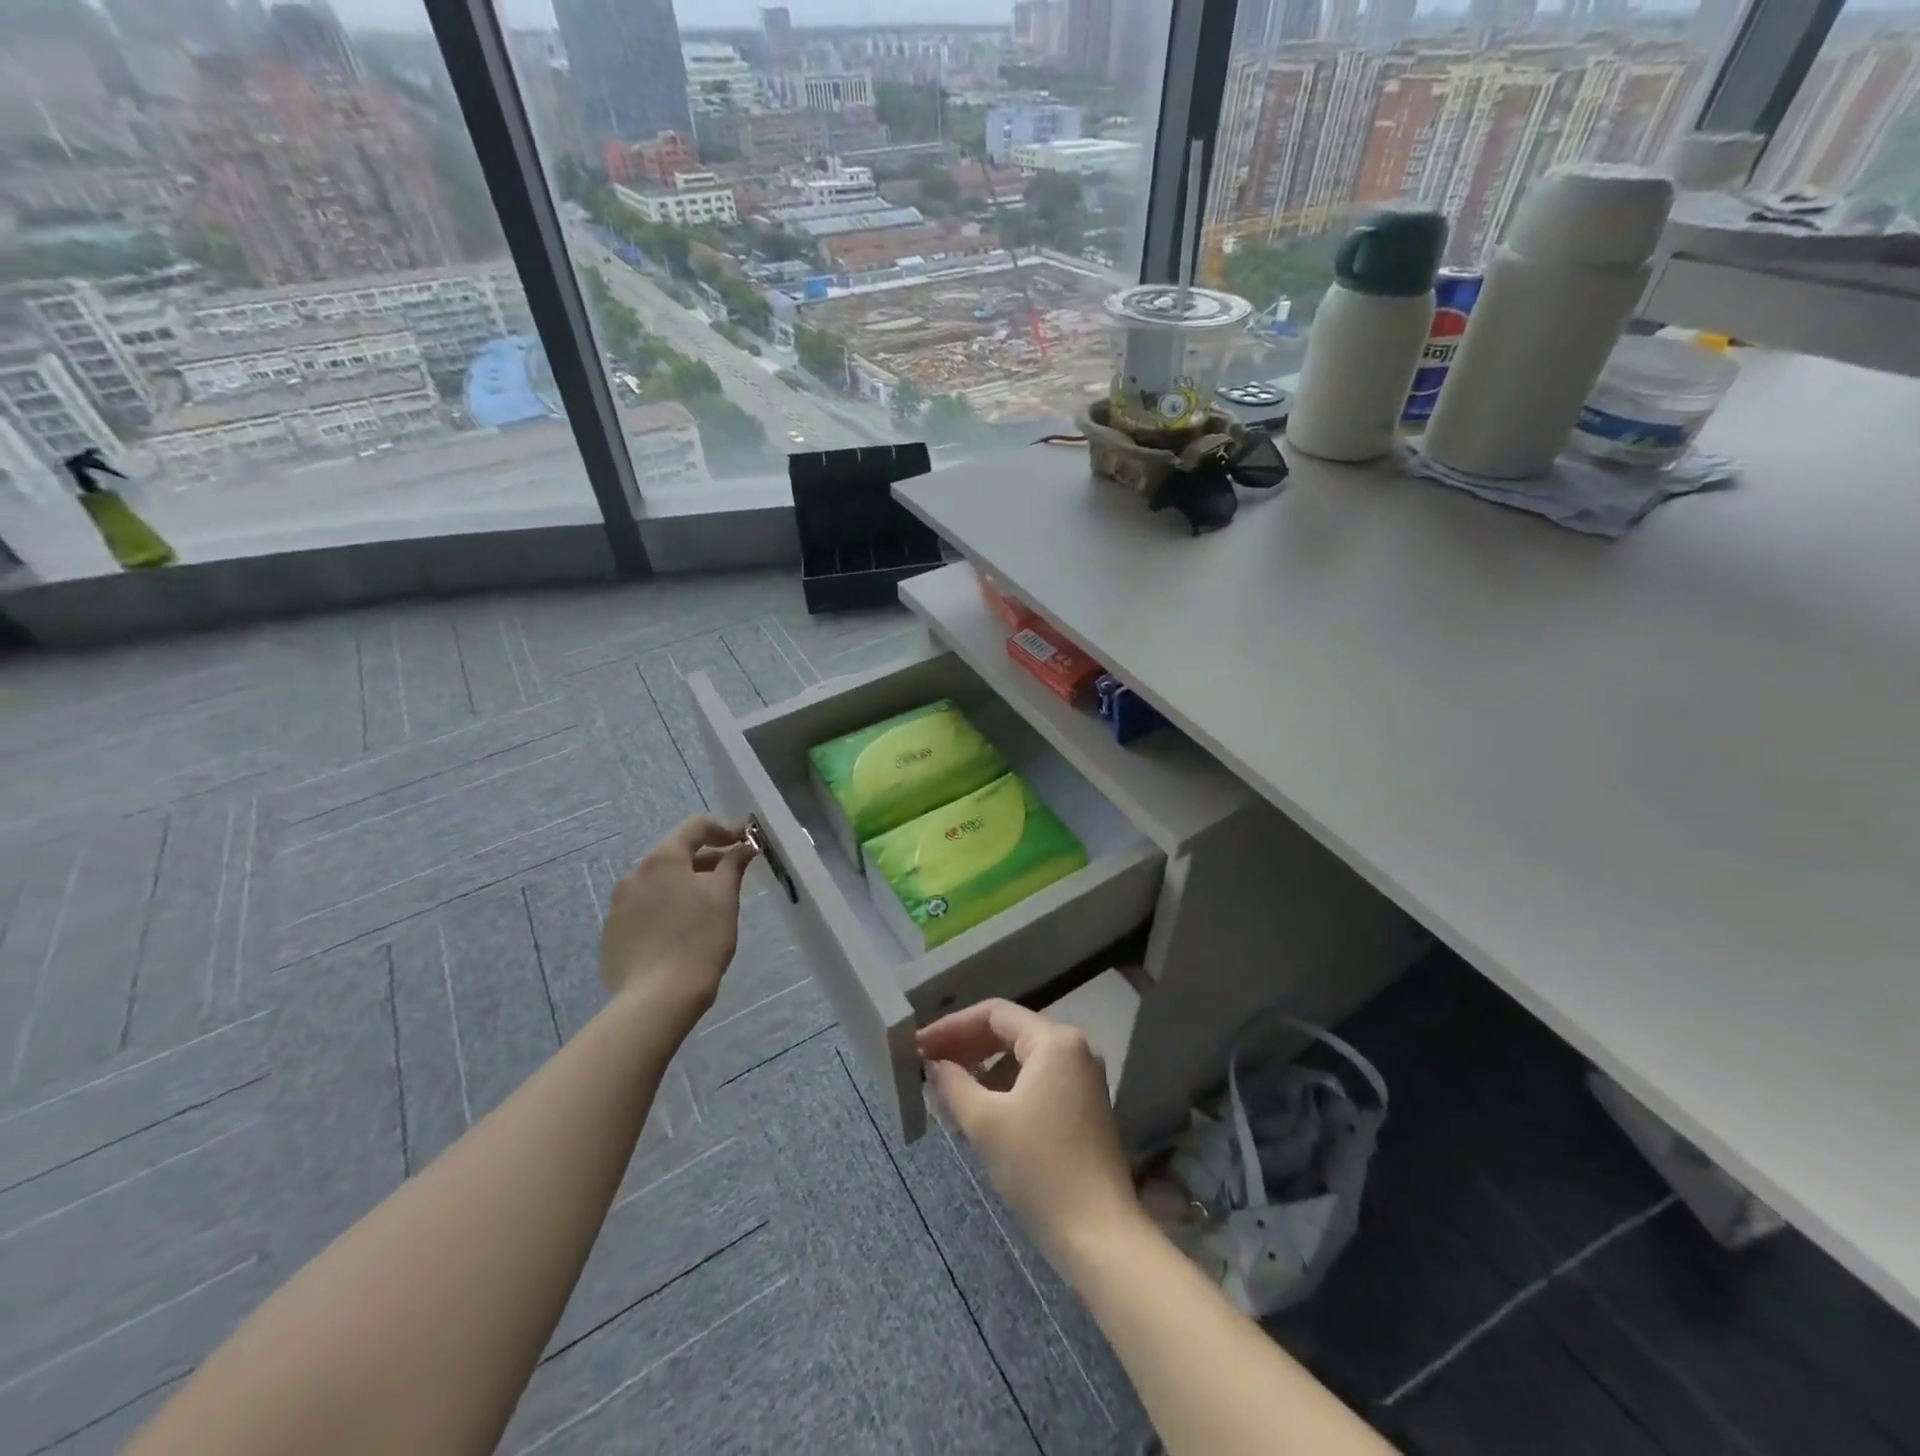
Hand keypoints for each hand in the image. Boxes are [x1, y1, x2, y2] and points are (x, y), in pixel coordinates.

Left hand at [600, 816, 755, 1021]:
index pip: (696, 827)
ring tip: (707, 908)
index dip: (725, 829)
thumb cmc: (699, 939)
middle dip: (706, 860)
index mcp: (663, 859)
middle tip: (731, 876)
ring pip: (659, 883)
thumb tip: (744, 846)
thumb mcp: (725, 897)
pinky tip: (681, 934)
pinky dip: (666, 910)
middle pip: (675, 854)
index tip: (745, 843)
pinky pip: (644, 910)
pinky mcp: (613, 933)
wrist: (657, 997)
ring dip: (685, 885)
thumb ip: (734, 864)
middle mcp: (635, 874)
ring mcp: (618, 905)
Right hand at [919, 999, 1146, 1277]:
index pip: (994, 1014)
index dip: (952, 1026)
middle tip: (927, 1064)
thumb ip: (953, 1083)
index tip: (919, 1045)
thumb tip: (933, 1064)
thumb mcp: (985, 1123)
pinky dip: (1005, 1087)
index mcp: (1054, 1040)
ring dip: (983, 1068)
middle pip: (1009, 1032)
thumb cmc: (1039, 1169)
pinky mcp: (1084, 1105)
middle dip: (966, 1046)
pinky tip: (979, 1108)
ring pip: (1022, 1058)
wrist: (1100, 1235)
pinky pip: (1036, 1080)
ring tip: (946, 1088)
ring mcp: (1083, 1077)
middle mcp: (1074, 1048)